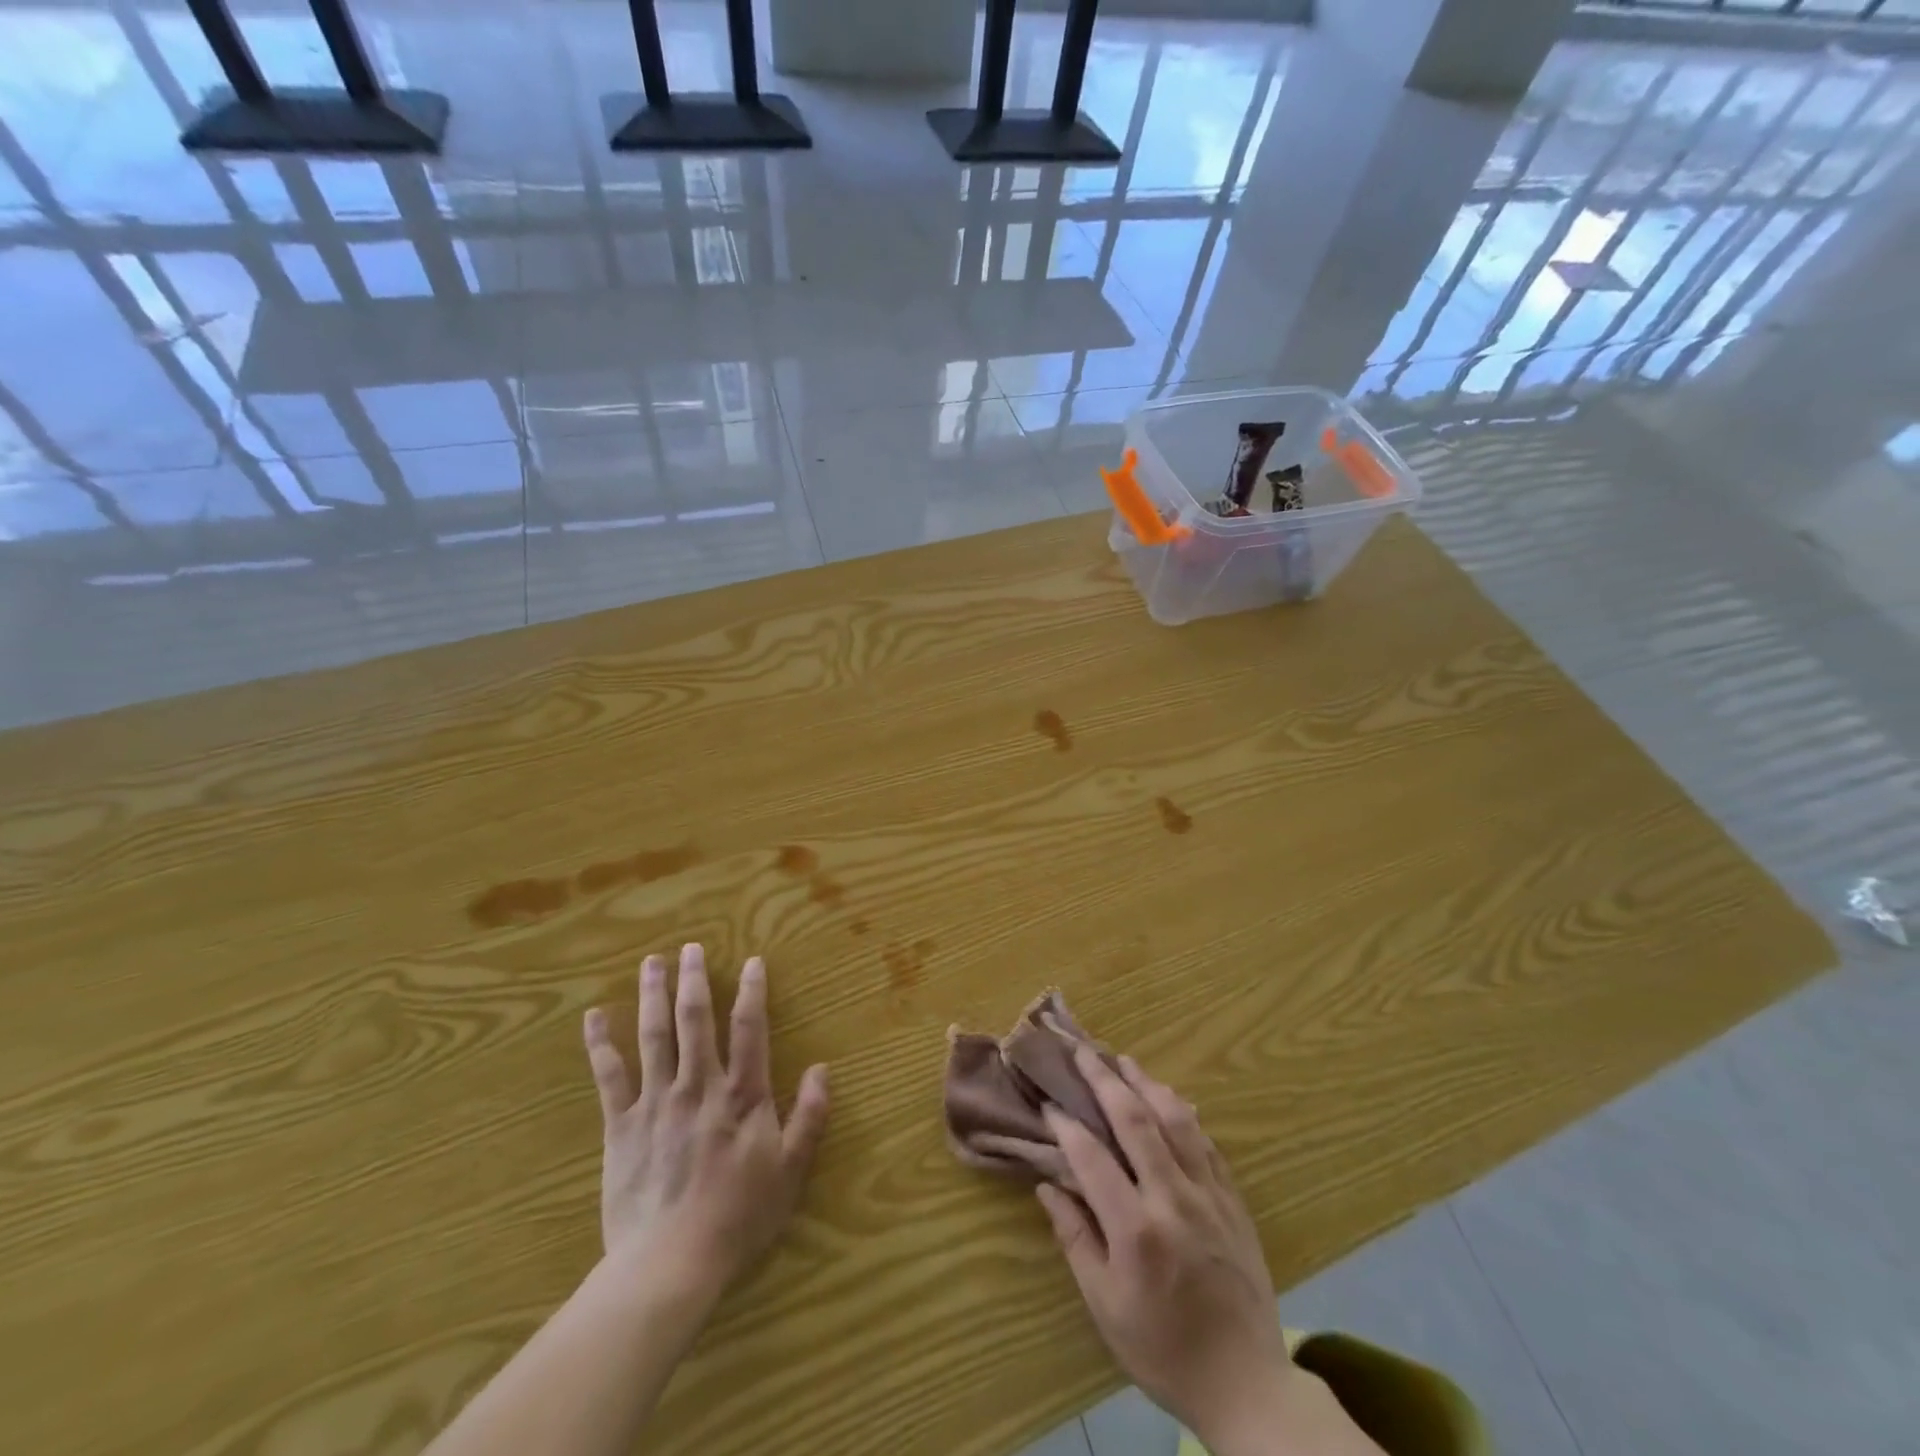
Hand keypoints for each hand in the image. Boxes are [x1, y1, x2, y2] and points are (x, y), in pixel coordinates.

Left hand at [582, 944, 830, 1306]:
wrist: (669, 1264)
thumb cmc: (737, 1217)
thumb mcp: (790, 1170)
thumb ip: (808, 1117)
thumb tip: (822, 1069)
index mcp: (741, 1095)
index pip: (749, 1029)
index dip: (752, 992)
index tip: (752, 962)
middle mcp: (699, 1085)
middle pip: (695, 1021)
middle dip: (694, 980)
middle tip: (690, 947)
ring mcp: (656, 1102)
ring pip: (654, 1036)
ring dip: (653, 996)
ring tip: (652, 963)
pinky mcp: (622, 1125)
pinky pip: (609, 1076)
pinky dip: (600, 1044)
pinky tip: (593, 1017)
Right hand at [1036, 1049, 1299, 1455]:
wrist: (1247, 1385)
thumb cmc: (1163, 1350)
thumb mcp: (1105, 1306)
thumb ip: (1075, 1238)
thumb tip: (1047, 1185)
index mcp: (1136, 1230)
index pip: (1091, 1157)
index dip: (1065, 1124)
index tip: (1047, 1101)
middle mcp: (1173, 1200)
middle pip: (1134, 1120)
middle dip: (1104, 1080)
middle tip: (1082, 1051)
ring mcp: (1208, 1195)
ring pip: (1175, 1120)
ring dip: (1146, 1084)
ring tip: (1123, 1060)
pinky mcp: (1233, 1199)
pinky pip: (1206, 1142)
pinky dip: (1183, 1113)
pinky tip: (1169, 1098)